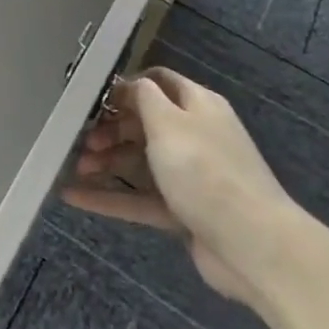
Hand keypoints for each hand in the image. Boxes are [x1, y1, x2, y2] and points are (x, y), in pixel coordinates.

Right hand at [62, 69, 301, 305]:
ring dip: (106, 162)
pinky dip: (110, 197)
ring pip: (140, 162)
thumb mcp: (169, 122)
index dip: (126, 87)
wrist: (253, 245)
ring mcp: (191, 176)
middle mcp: (195, 135)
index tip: (93, 98)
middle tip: (81, 140)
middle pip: (145, 123)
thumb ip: (144, 97)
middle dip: (110, 129)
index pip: (158, 82)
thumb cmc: (205, 170)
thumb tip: (128, 84)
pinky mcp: (184, 211)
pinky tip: (74, 197)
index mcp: (198, 105)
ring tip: (75, 167)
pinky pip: (140, 198)